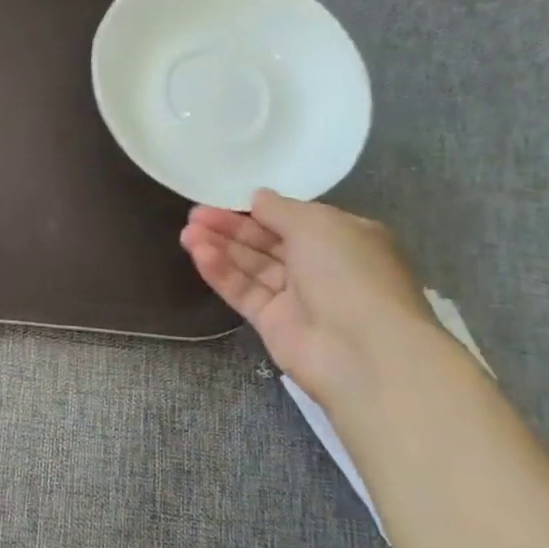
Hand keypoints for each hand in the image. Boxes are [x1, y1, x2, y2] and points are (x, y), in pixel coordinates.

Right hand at [180, 189, 435, 402]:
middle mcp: (320, 266)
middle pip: (267, 242)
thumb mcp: (318, 225)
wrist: (362, 351)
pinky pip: (242, 291)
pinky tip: (198, 254)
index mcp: (344, 238)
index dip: (258, 210)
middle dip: (231, 227)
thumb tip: (258, 197)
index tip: (224, 198)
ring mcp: (295, 296)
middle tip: (194, 215)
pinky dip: (221, 272)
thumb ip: (282, 209)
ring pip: (251, 266)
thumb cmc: (349, 274)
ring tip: (186, 232)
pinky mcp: (271, 322)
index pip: (294, 219)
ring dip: (219, 247)